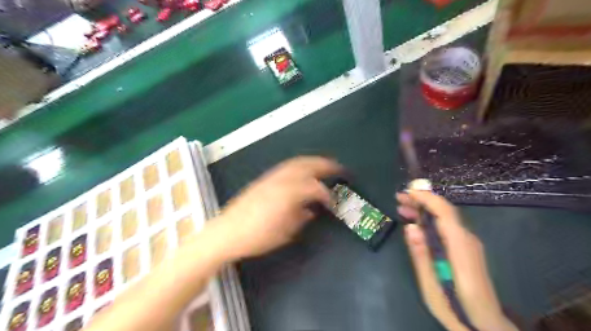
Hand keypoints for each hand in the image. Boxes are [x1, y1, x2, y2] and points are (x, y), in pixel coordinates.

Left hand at [214, 157, 341, 260]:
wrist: (227, 232)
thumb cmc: (257, 237)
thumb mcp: (284, 233)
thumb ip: (300, 218)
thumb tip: (310, 211)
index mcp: (288, 195)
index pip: (314, 188)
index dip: (327, 194)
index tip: (333, 201)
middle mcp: (281, 181)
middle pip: (306, 166)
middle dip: (324, 165)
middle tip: (337, 167)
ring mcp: (271, 177)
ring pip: (296, 163)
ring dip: (312, 161)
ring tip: (323, 164)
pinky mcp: (264, 179)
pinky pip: (286, 166)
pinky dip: (299, 165)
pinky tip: (302, 170)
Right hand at [396, 189, 517, 330]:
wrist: (485, 324)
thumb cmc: (455, 307)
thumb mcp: (431, 285)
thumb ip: (421, 254)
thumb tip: (411, 227)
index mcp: (459, 247)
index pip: (445, 212)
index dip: (426, 198)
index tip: (407, 192)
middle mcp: (467, 240)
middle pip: (444, 212)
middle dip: (421, 201)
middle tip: (399, 197)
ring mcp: (468, 244)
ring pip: (445, 218)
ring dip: (424, 210)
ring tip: (402, 208)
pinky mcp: (465, 249)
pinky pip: (446, 227)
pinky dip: (430, 221)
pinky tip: (416, 224)